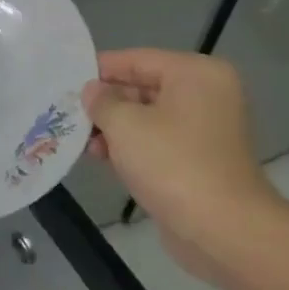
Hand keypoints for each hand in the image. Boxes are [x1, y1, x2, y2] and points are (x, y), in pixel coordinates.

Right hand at [82, 50, 287, 276]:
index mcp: (195, 74)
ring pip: (148, 117)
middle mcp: (206, 94)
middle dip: (106, 103)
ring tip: (81, 141)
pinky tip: (101, 158)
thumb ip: (102, 101)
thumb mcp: (125, 124)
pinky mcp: (200, 160)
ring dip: (114, 128)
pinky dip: (132, 147)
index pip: (137, 59)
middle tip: (68, 113)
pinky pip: (158, 142)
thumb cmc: (172, 163)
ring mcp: (206, 129)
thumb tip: (92, 91)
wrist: (222, 229)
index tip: (66, 80)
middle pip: (143, 87)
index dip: (99, 70)